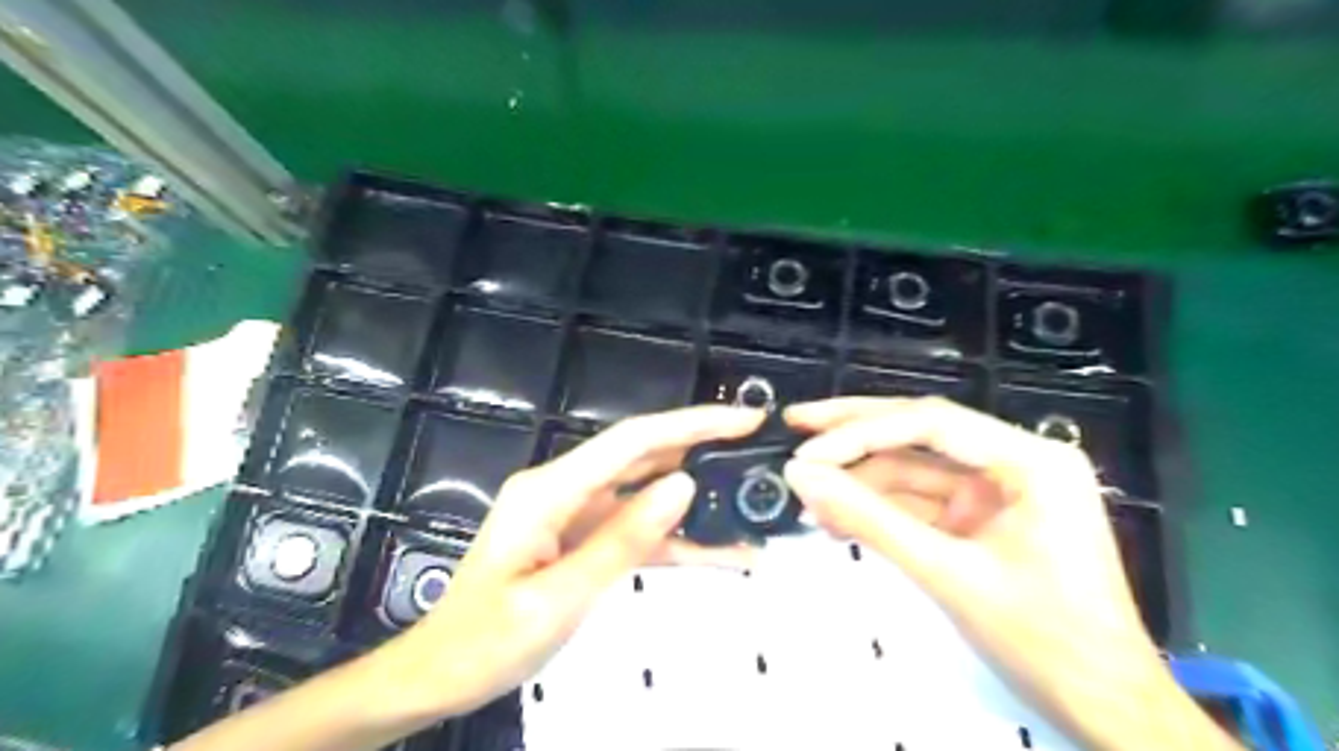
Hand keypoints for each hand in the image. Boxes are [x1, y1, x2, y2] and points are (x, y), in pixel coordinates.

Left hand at [388, 406, 763, 720]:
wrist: (442, 673)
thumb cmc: (486, 641)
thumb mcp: (558, 599)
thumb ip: (622, 540)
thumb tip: (683, 486)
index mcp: (549, 490)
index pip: (631, 441)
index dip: (690, 424)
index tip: (742, 420)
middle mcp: (564, 488)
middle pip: (642, 456)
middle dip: (701, 447)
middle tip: (758, 448)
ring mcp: (574, 512)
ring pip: (645, 492)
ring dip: (695, 498)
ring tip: (749, 501)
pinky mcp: (582, 538)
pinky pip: (635, 529)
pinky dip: (675, 538)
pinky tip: (718, 550)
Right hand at [780, 403, 1238, 750]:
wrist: (1106, 711)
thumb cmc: (1045, 644)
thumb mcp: (948, 576)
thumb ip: (871, 520)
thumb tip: (801, 477)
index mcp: (1030, 460)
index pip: (931, 423)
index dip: (861, 432)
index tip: (807, 452)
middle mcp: (1015, 459)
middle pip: (920, 430)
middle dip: (854, 432)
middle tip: (794, 423)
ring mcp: (998, 489)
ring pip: (913, 467)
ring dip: (859, 480)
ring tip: (805, 492)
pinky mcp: (981, 517)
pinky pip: (920, 501)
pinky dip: (879, 508)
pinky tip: (837, 517)